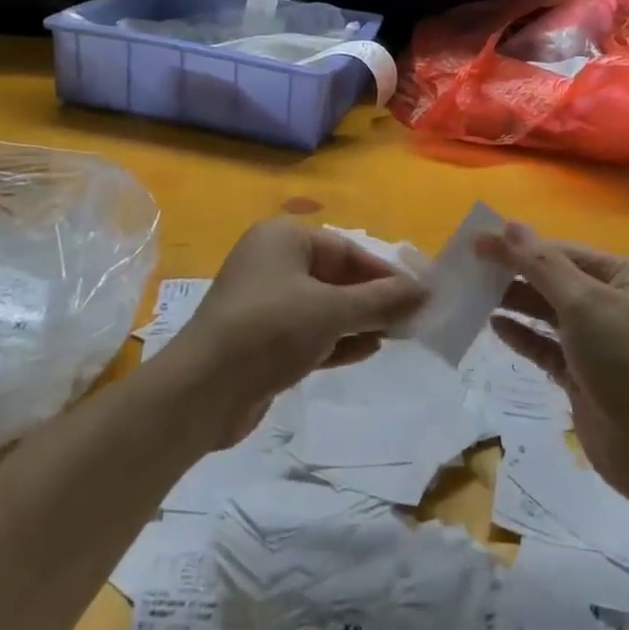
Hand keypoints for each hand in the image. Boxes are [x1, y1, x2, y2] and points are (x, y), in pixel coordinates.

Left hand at [160, 217, 426, 445]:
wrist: (202, 391)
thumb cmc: (270, 330)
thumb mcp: (332, 310)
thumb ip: (381, 300)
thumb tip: (425, 290)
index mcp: (283, 238)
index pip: (346, 248)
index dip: (384, 271)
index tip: (418, 293)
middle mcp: (272, 263)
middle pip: (335, 276)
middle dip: (372, 298)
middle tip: (412, 318)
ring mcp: (265, 303)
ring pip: (324, 306)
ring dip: (359, 320)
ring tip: (399, 335)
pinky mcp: (262, 341)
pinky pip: (309, 332)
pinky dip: (337, 340)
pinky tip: (368, 351)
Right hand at [476, 223, 628, 501]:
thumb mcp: (584, 304)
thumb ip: (542, 264)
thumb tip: (509, 224)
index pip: (566, 251)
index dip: (521, 245)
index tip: (478, 242)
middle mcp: (619, 304)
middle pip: (557, 280)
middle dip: (516, 273)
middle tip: (470, 268)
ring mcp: (603, 343)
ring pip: (551, 313)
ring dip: (516, 302)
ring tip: (474, 293)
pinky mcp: (587, 377)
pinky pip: (549, 347)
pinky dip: (524, 336)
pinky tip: (495, 326)